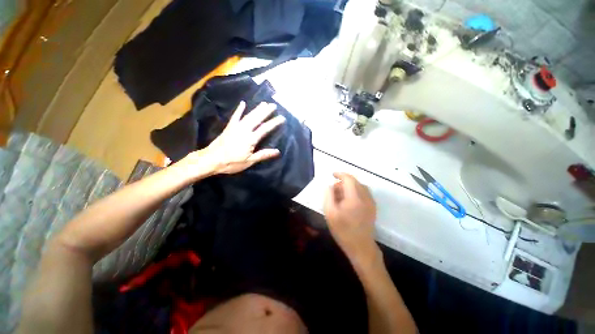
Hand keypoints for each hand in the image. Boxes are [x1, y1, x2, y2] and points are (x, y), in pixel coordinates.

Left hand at [196, 101, 285, 174]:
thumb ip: (263, 155)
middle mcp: (244, 130)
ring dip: (257, 109)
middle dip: (266, 111)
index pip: (265, 129)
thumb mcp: (250, 161)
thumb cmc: (232, 162)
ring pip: (248, 115)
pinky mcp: (229, 127)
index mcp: (251, 139)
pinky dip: (239, 110)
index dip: (274, 123)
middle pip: (257, 118)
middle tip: (274, 105)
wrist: (211, 159)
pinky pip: (235, 116)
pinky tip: (243, 103)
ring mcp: (236, 127)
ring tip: (264, 103)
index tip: (282, 118)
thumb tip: (278, 151)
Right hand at [324, 172, 379, 269]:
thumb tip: (330, 185)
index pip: (349, 179)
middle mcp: (365, 197)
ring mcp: (371, 202)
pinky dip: (355, 191)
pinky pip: (364, 193)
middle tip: (333, 190)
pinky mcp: (373, 207)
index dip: (340, 174)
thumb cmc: (343, 231)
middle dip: (343, 182)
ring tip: (340, 195)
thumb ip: (329, 196)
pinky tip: (349, 200)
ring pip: (360, 186)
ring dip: (349, 186)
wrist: (361, 247)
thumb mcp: (330, 213)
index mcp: (355, 198)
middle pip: (354, 182)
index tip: (332, 174)